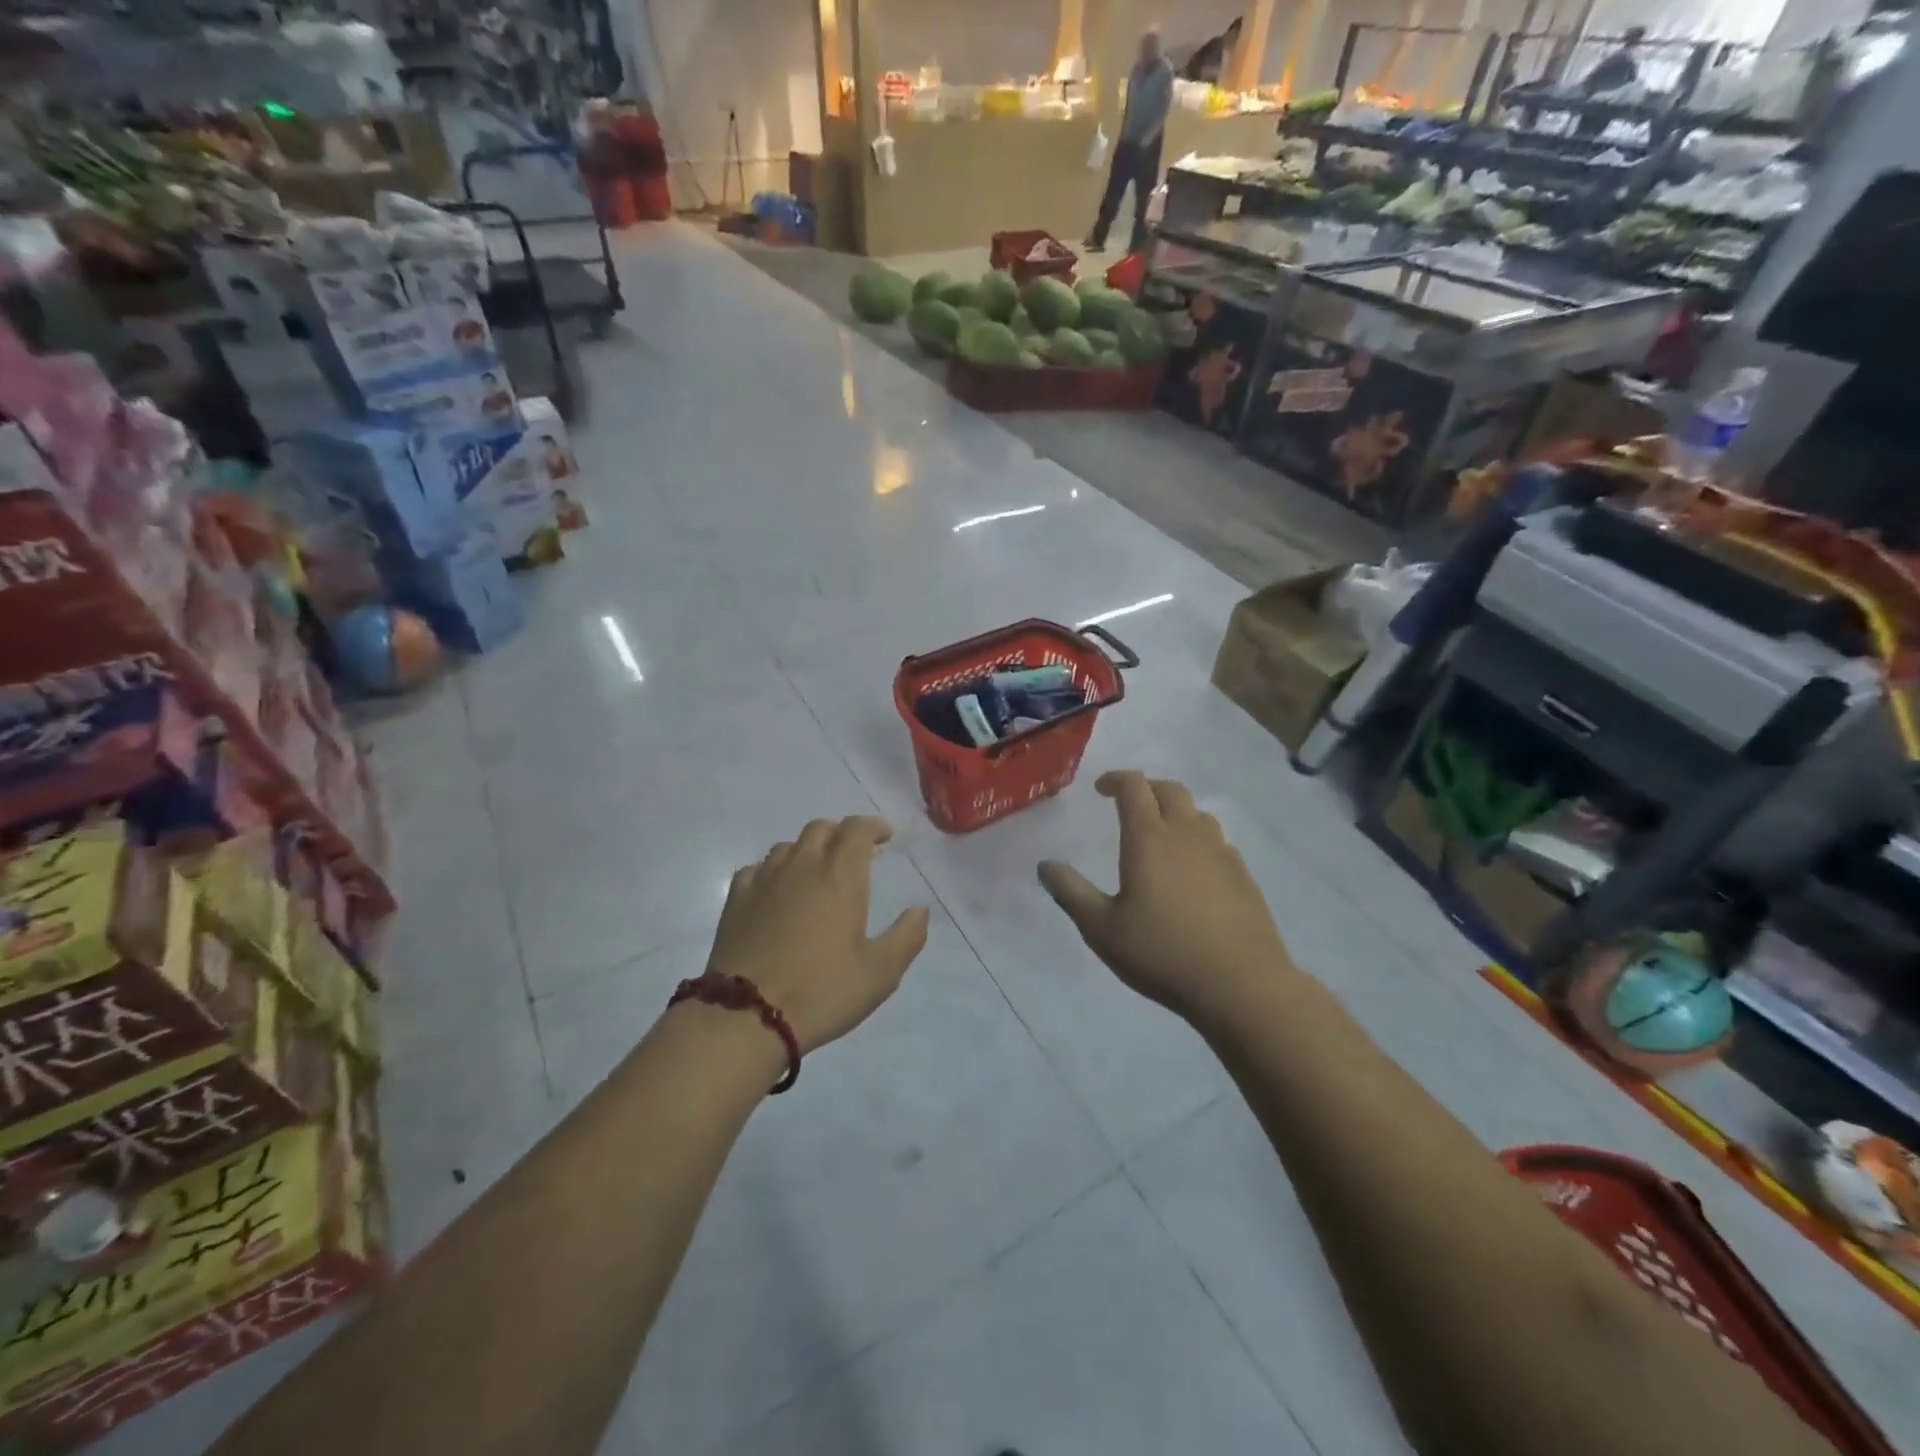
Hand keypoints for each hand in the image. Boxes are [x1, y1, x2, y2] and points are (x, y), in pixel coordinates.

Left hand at [707, 817, 930, 1054]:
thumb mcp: (880, 973)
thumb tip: (920, 910)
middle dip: (841, 835)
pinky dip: (774, 871)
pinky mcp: (736, 899)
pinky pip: (758, 868)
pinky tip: (776, 892)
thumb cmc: (821, 991)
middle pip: (821, 828)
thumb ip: (907, 937)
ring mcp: (764, 879)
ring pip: (788, 846)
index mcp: (840, 874)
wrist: (745, 1016)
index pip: (857, 829)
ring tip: (816, 874)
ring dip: (808, 851)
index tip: (885, 837)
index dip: (873, 826)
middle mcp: (801, 865)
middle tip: (854, 856)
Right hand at [1038, 772, 1295, 1026]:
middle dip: (1146, 788)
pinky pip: (1218, 841)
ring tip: (1161, 833)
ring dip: (1175, 811)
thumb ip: (1071, 892)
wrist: (1241, 984)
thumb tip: (1046, 865)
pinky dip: (1199, 839)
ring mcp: (1220, 852)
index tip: (1101, 788)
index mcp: (1149, 838)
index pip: (1133, 787)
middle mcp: (1187, 834)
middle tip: (1129, 803)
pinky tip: (1193, 868)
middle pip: (1169, 789)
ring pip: (1197, 813)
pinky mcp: (1243, 875)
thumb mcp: (1102, 929)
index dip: (1115, 779)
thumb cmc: (1162, 952)